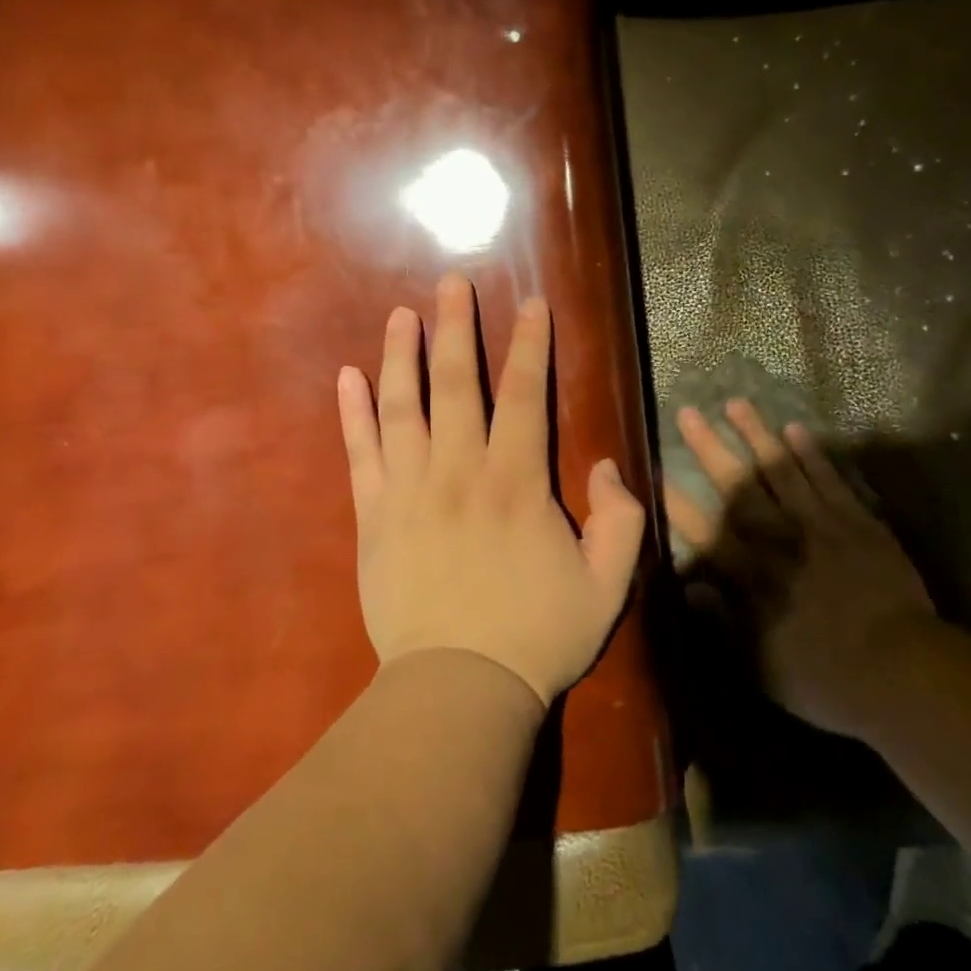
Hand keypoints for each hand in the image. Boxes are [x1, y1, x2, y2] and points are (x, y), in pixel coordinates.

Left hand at [338, 275, 648, 707]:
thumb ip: (621, 521)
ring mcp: (410, 490)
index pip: (527, 395)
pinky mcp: (374, 516)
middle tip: (451, 282)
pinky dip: (353, 413)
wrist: (456, 688)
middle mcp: (460, 470)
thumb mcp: (607, 586)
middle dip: (457, 327)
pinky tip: (349, 377)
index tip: (532, 304)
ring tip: (401, 315)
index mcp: (516, 481)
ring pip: (403, 407)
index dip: (531, 345)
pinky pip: (360, 453)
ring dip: (402, 356)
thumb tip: (609, 466)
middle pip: (458, 384)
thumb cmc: (536, 635)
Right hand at [669, 399, 937, 735]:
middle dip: (710, 448)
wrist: (903, 671)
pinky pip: (829, 480)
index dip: (676, 500)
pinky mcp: (856, 521)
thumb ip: (724, 623)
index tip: (654, 471)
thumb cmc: (825, 678)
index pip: (705, 530)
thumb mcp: (762, 666)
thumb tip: (691, 585)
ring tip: (735, 402)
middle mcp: (779, 539)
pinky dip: (811, 453)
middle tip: (688, 412)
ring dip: (756, 435)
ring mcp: (819, 524)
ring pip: (781, 470)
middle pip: (738, 486)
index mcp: (753, 575)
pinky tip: (794, 428)